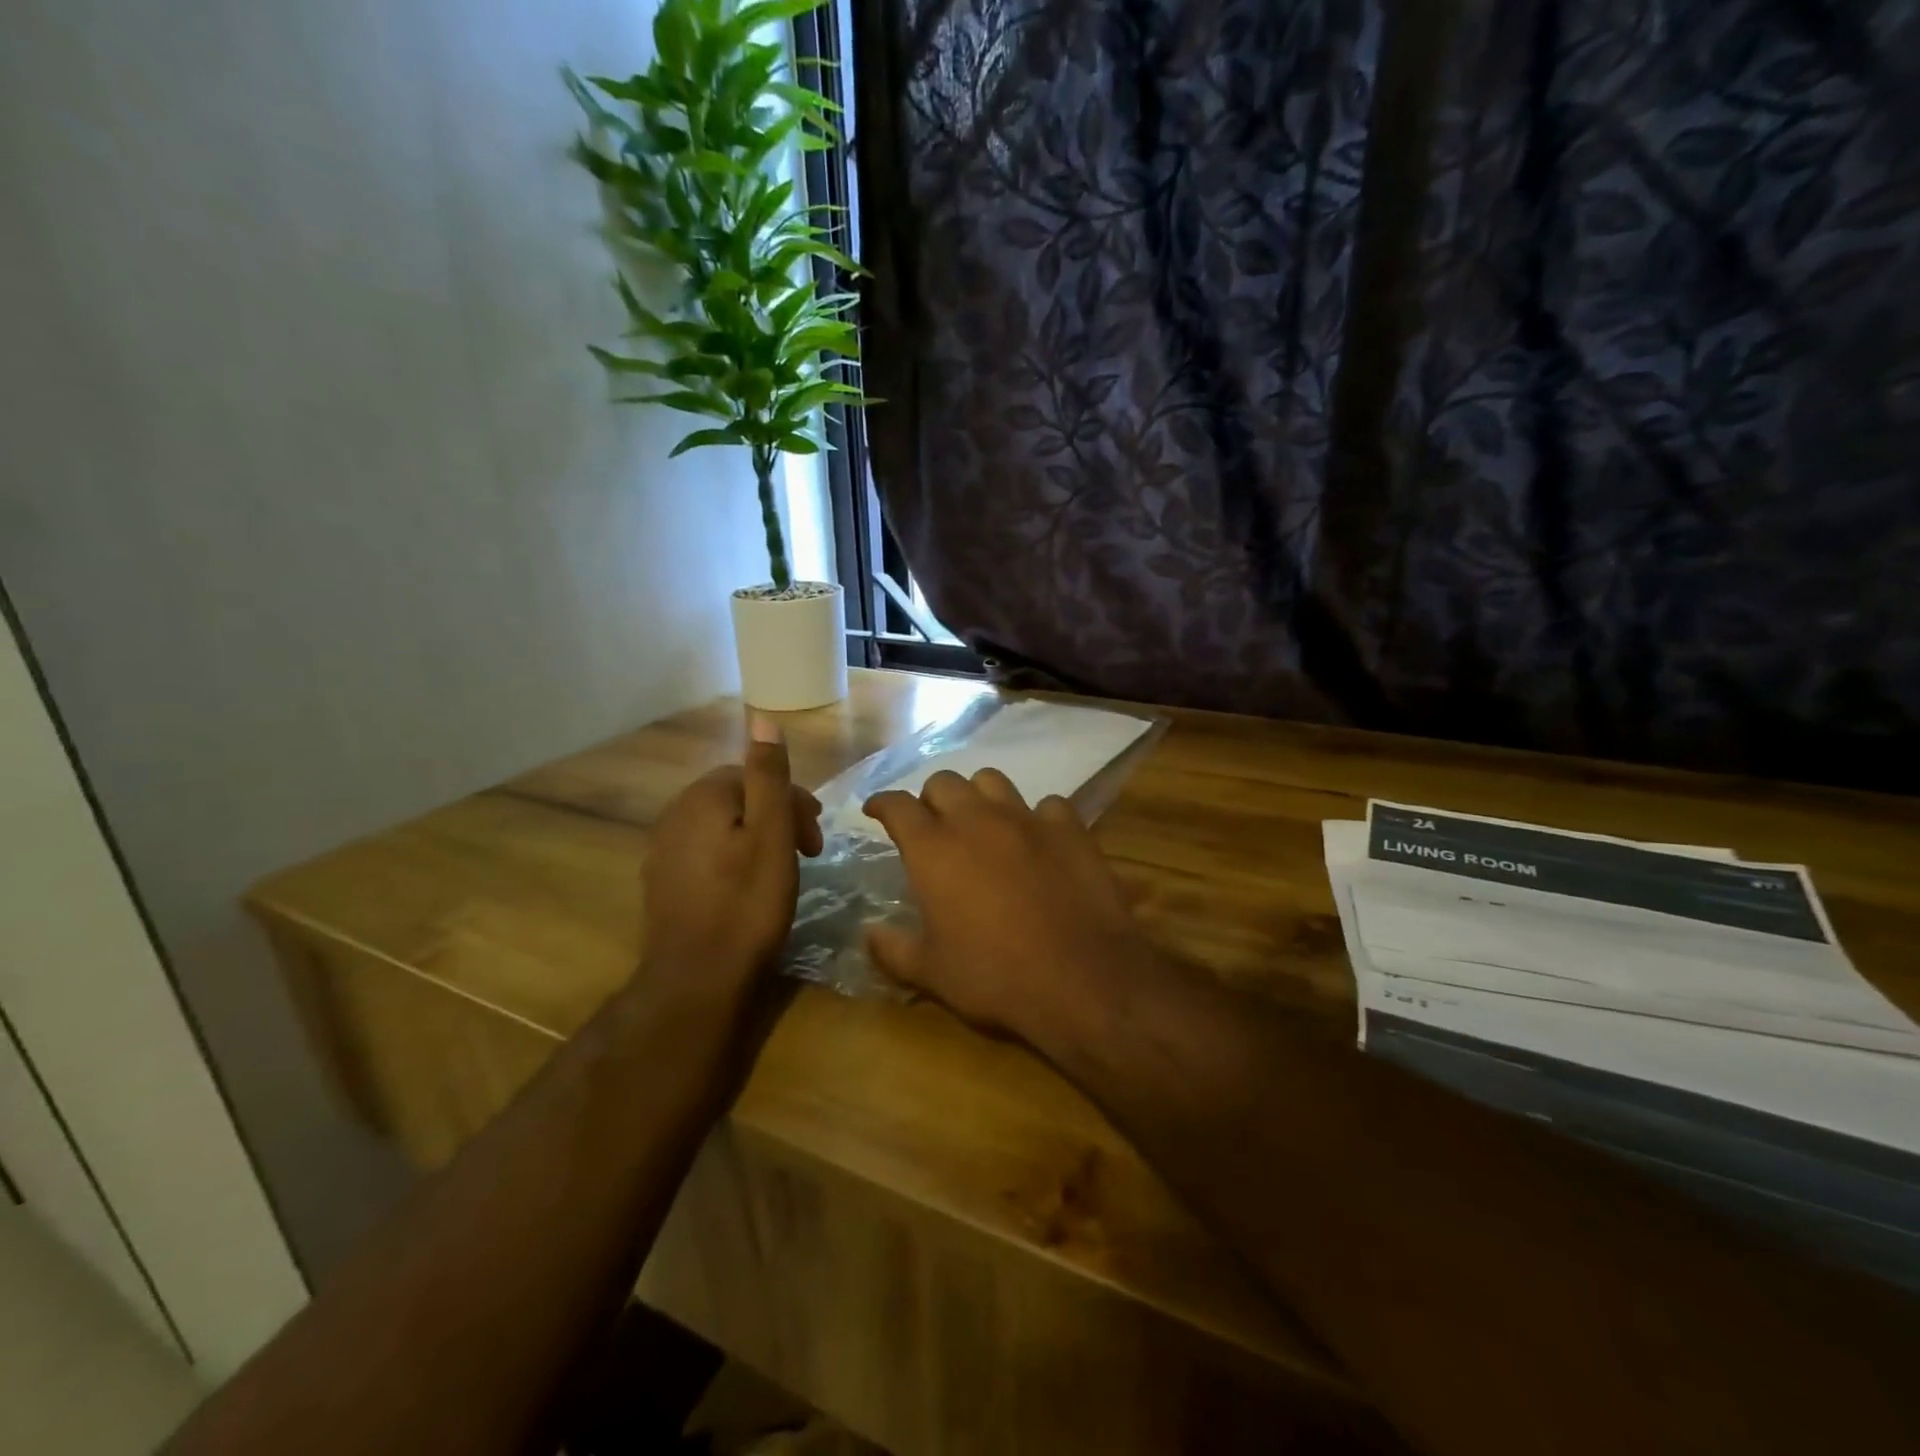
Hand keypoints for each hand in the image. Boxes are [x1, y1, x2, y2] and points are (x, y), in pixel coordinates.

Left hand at [640, 713, 822, 1004]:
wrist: (696, 980)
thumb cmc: (746, 904)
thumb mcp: (771, 834)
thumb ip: (768, 775)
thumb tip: (762, 717)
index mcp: (702, 797)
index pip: (755, 776)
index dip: (793, 801)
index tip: (816, 837)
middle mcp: (674, 814)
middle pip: (737, 799)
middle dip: (777, 817)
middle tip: (808, 853)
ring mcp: (662, 850)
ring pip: (722, 827)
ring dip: (756, 838)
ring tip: (781, 870)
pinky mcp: (662, 883)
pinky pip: (706, 853)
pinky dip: (733, 859)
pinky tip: (746, 888)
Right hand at [862, 769, 1154, 1036]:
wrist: (1081, 977)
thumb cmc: (995, 976)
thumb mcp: (931, 973)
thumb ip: (891, 948)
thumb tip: (868, 932)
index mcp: (934, 849)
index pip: (897, 806)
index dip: (882, 804)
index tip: (875, 810)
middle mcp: (976, 820)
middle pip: (944, 782)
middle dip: (931, 798)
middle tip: (933, 824)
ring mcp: (1026, 819)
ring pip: (992, 780)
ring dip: (978, 796)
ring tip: (982, 821)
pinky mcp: (1068, 827)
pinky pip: (1047, 804)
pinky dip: (1036, 817)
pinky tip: (1038, 839)